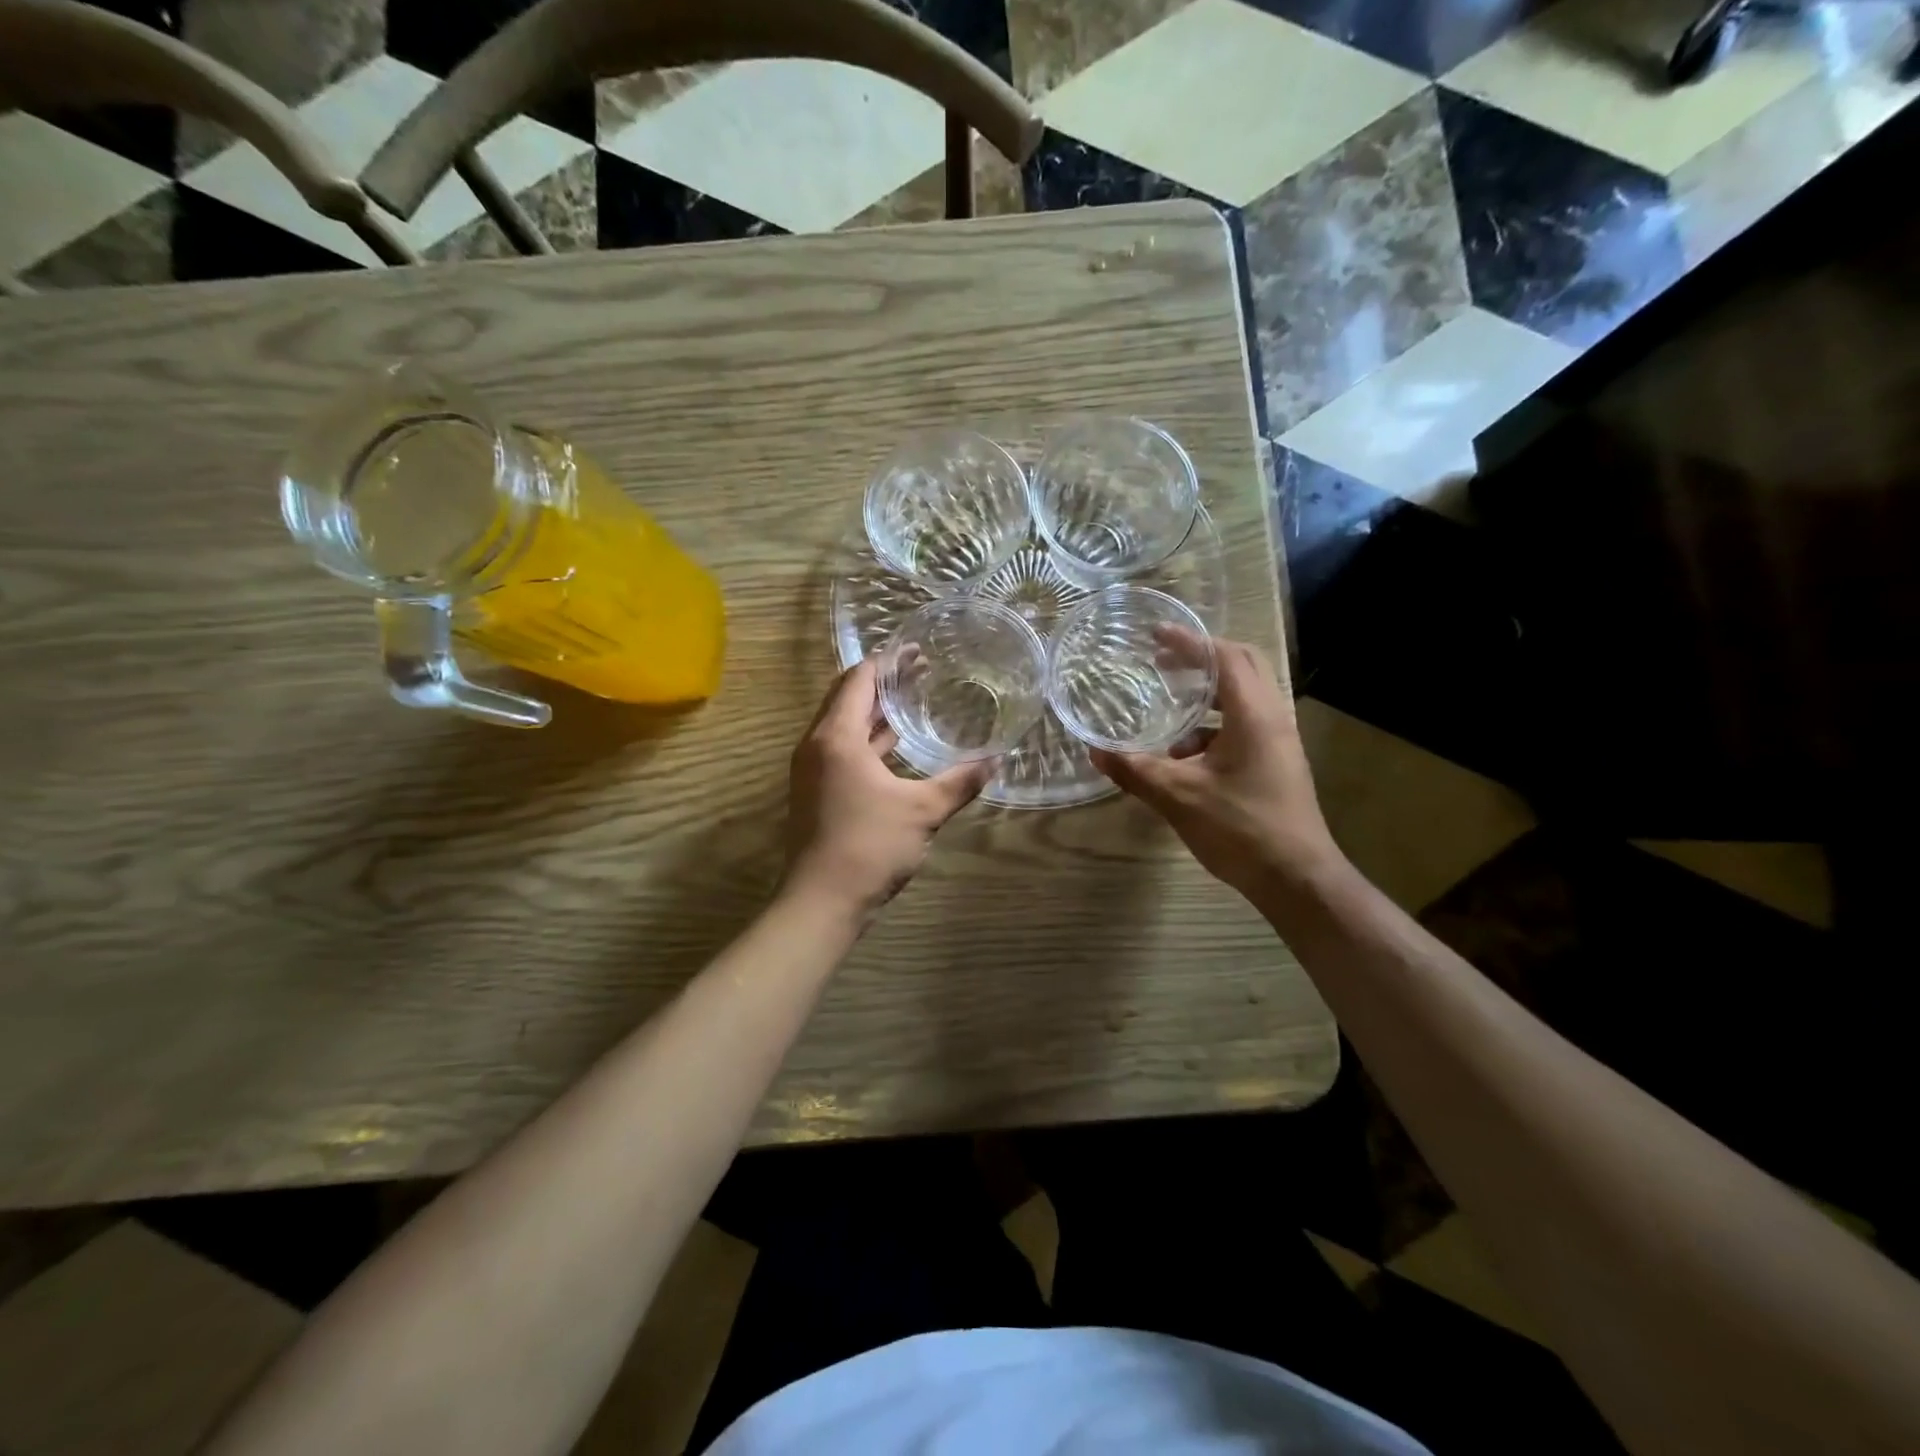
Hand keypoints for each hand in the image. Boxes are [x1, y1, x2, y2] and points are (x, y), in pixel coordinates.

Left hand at [783, 659, 994, 917]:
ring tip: (912, 699)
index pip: (859, 680)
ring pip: (843, 725)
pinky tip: (895, 744)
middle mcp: (817, 745)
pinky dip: (868, 739)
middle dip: (882, 681)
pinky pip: (842, 749)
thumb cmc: (869, 846)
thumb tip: (996, 760)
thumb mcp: (923, 811)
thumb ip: (960, 782)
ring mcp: (813, 770)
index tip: (916, 650)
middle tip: (920, 670)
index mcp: (837, 737)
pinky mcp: (816, 791)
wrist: (821, 902)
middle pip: (847, 698)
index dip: (887, 661)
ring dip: (874, 711)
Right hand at [1089, 632, 1343, 900]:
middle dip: (1201, 660)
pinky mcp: (1277, 763)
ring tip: (1169, 712)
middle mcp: (1272, 718)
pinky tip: (1184, 757)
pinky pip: (1244, 727)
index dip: (1189, 641)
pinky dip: (1214, 728)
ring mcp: (1279, 742)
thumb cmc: (1240, 829)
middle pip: (1241, 667)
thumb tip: (1095, 751)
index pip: (1224, 657)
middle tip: (1163, 663)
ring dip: (1207, 697)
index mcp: (1253, 715)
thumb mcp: (1178, 797)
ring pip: (1243, 699)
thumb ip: (1135, 770)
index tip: (1155, 635)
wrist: (1297, 879)